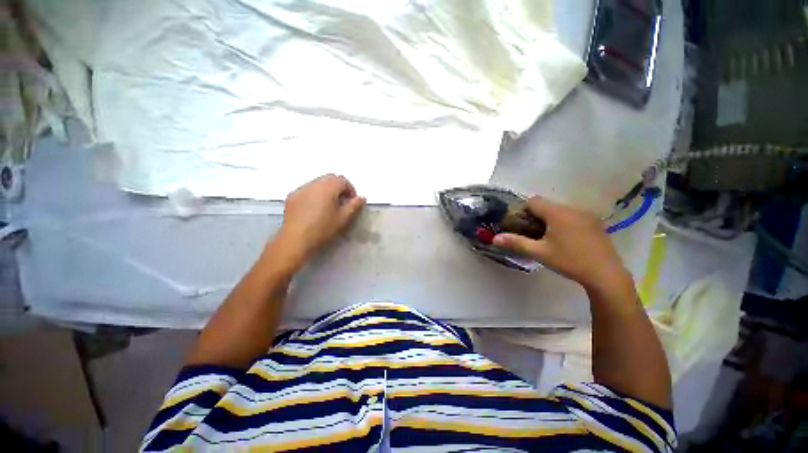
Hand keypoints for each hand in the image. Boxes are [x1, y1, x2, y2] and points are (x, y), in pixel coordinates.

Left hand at [274, 174, 364, 264]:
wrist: (295, 240)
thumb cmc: (323, 229)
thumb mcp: (343, 218)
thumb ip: (354, 206)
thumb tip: (361, 198)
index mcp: (328, 187)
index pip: (343, 180)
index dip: (350, 190)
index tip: (352, 202)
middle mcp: (313, 183)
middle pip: (330, 179)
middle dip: (339, 188)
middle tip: (342, 203)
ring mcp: (300, 189)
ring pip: (318, 184)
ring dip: (326, 191)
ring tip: (328, 207)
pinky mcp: (292, 197)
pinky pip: (307, 191)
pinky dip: (314, 195)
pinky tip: (314, 210)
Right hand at [493, 197, 629, 290]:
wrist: (606, 275)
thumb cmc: (569, 261)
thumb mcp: (539, 253)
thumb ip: (516, 243)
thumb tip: (494, 238)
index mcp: (557, 213)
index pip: (534, 201)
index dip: (523, 211)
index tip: (522, 225)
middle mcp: (573, 209)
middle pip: (547, 205)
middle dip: (536, 216)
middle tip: (533, 234)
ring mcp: (587, 215)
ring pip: (560, 211)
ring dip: (550, 220)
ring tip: (549, 239)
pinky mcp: (595, 223)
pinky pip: (573, 216)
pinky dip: (564, 223)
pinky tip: (567, 240)